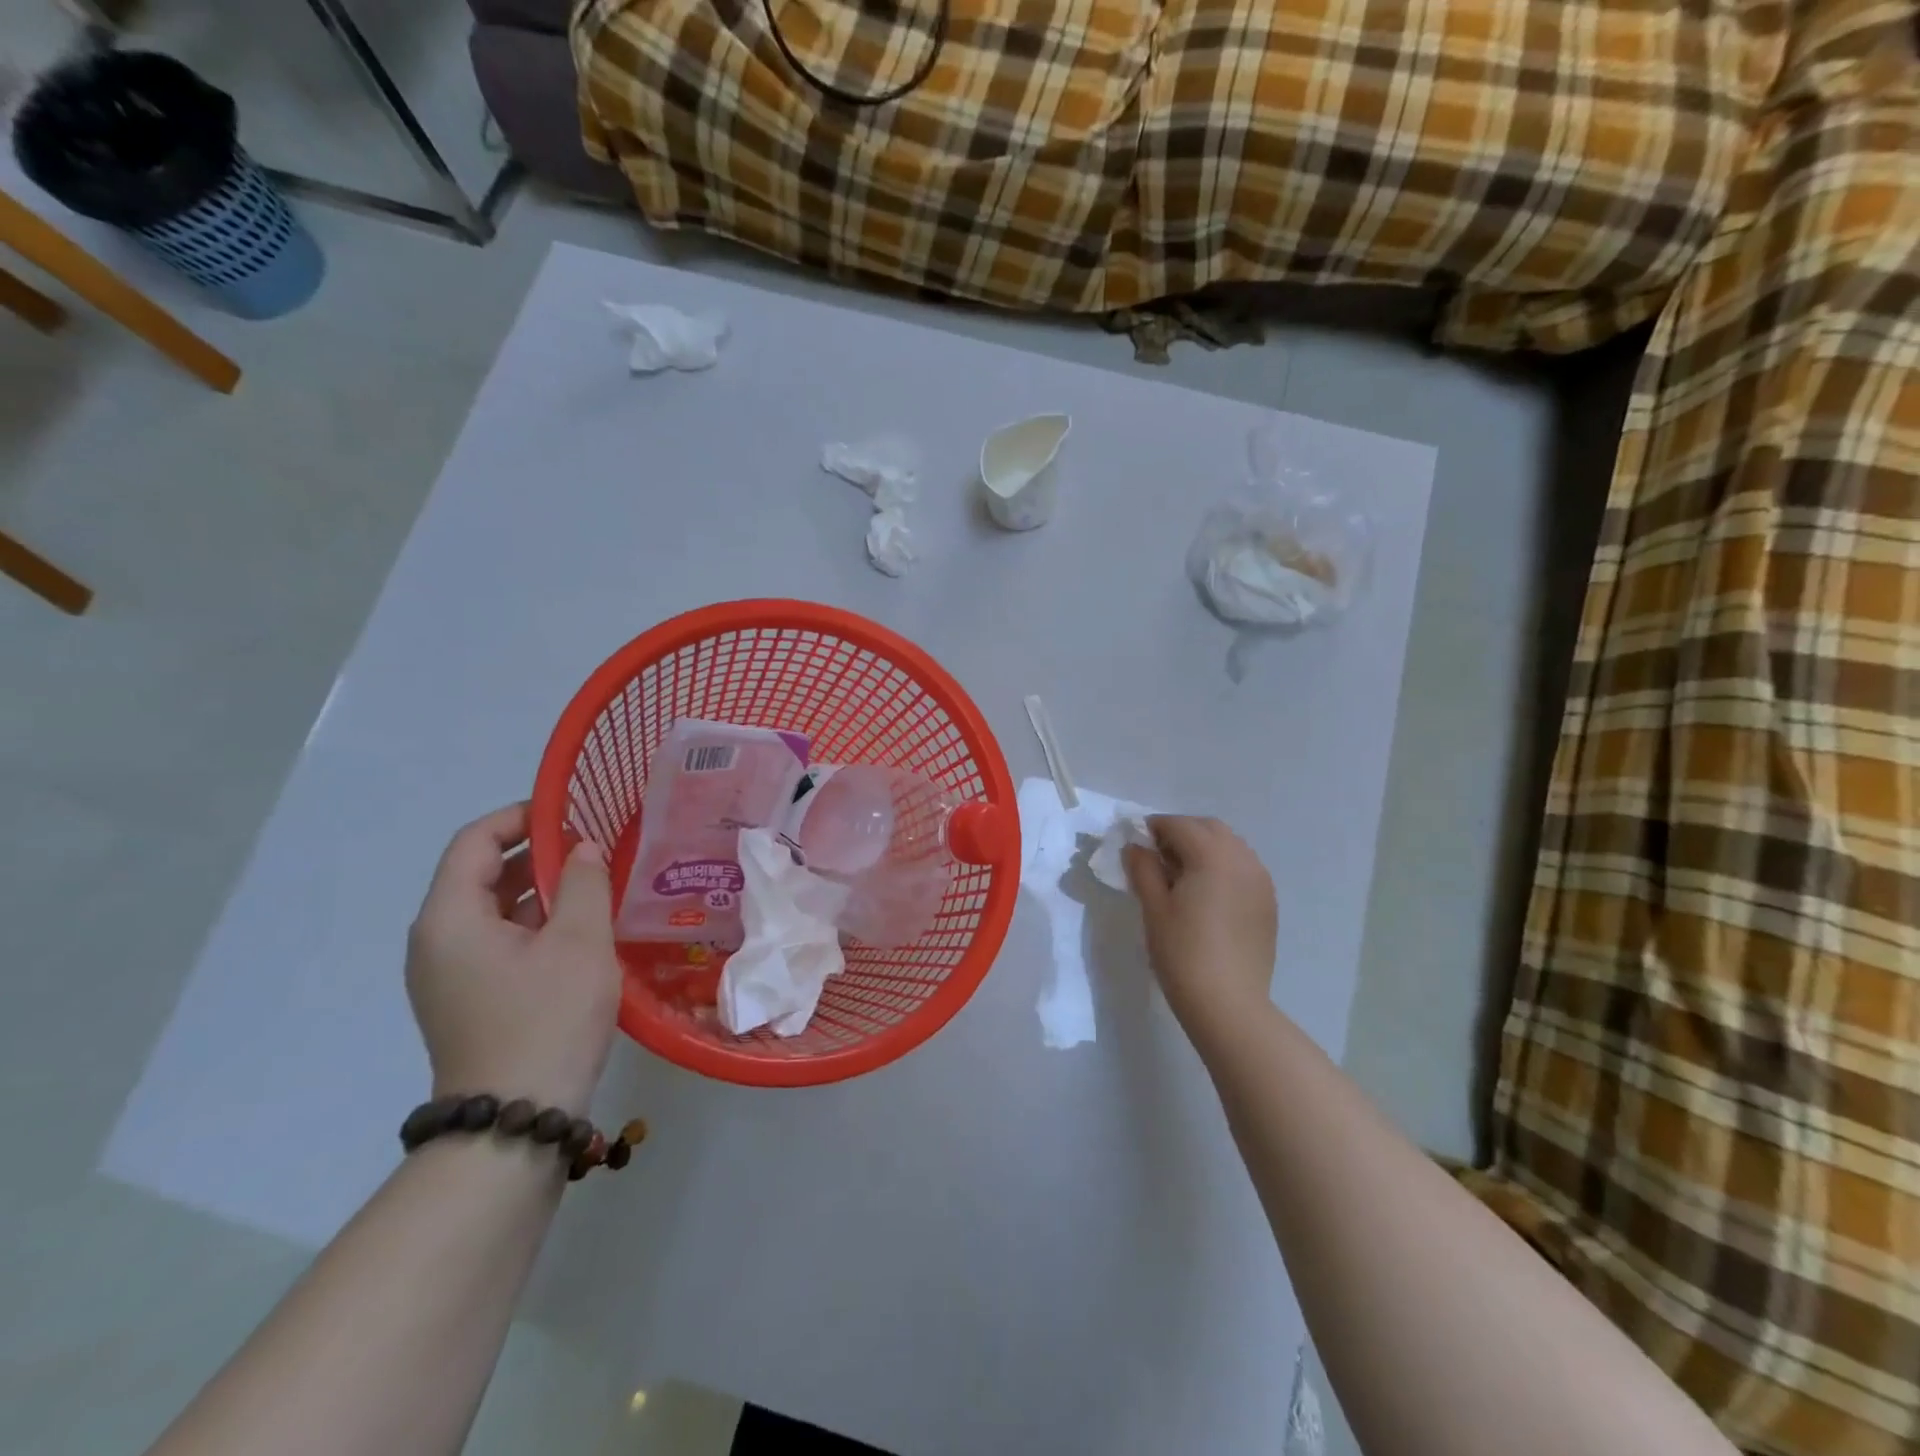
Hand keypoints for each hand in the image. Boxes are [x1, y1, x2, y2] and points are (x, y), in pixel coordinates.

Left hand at [406, 803, 622, 1114]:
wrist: (517, 1120)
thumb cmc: (547, 1019)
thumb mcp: (578, 942)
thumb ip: (583, 883)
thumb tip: (582, 848)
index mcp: (449, 918)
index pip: (475, 841)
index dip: (522, 817)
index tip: (572, 811)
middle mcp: (436, 941)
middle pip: (480, 874)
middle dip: (537, 853)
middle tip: (594, 846)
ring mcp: (448, 974)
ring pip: (493, 910)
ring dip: (540, 889)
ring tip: (595, 882)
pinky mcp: (468, 999)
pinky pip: (498, 941)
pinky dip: (535, 923)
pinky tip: (580, 929)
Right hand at [1124, 816, 1277, 1033]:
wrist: (1228, 1004)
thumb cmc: (1183, 953)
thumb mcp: (1154, 907)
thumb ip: (1143, 868)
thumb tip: (1136, 847)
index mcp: (1212, 855)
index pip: (1179, 825)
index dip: (1154, 828)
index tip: (1136, 843)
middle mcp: (1242, 859)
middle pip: (1209, 828)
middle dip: (1182, 832)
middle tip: (1157, 857)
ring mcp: (1260, 880)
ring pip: (1230, 845)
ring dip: (1204, 848)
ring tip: (1181, 876)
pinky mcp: (1268, 902)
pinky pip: (1243, 867)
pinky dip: (1223, 866)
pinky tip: (1206, 893)